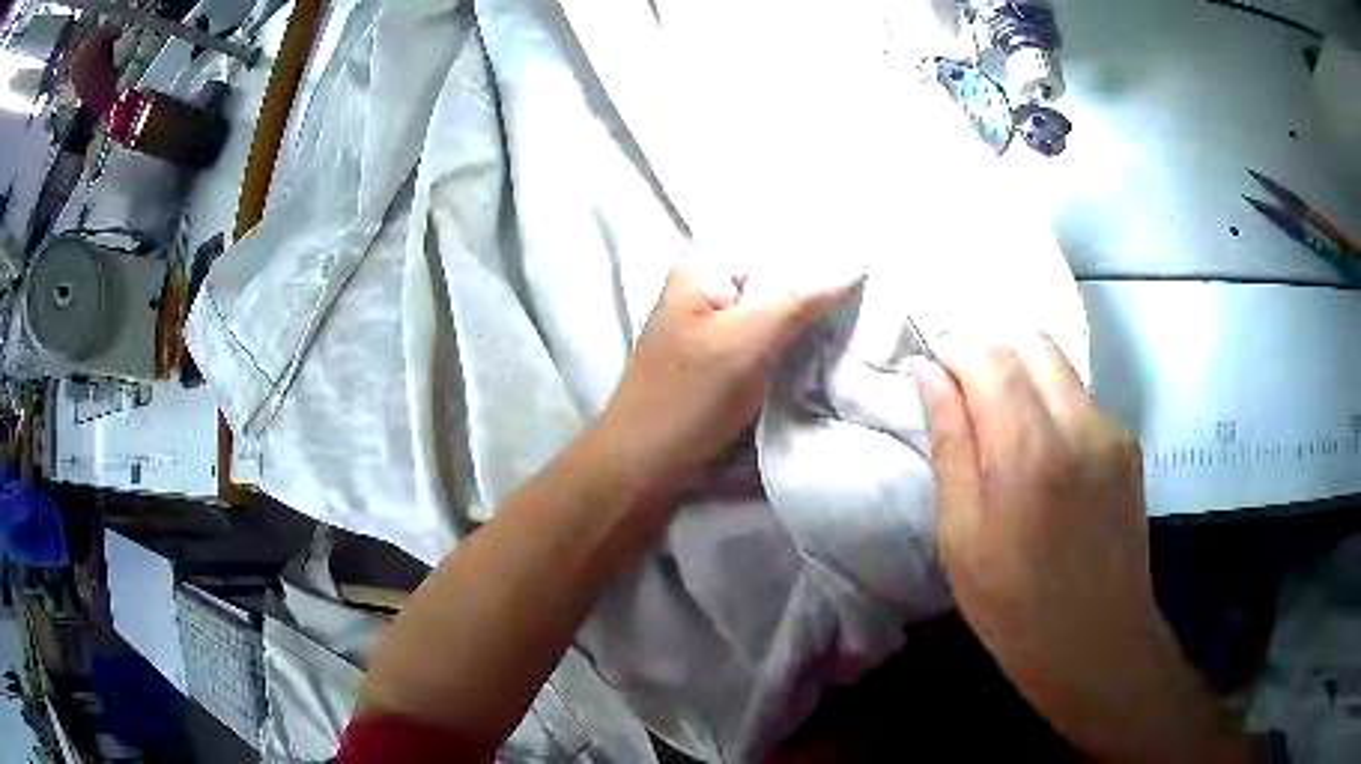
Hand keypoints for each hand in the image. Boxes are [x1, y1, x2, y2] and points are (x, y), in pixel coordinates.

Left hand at [599, 254, 851, 492]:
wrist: (645, 465)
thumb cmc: (687, 397)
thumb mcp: (746, 341)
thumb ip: (800, 298)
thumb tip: (856, 260)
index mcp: (705, 265)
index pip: (772, 232)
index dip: (820, 237)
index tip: (868, 247)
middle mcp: (712, 284)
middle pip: (778, 267)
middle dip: (823, 275)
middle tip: (876, 282)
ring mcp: (721, 322)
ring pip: (780, 303)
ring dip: (816, 309)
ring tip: (867, 307)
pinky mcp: (730, 356)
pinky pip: (775, 334)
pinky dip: (802, 336)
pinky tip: (835, 339)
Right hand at [914, 334, 1245, 762]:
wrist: (1098, 644)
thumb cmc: (1015, 608)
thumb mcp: (962, 538)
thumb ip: (950, 445)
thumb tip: (928, 372)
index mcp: (1030, 454)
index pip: (990, 357)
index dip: (955, 353)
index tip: (934, 375)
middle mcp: (1080, 425)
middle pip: (1030, 342)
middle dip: (989, 354)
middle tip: (965, 398)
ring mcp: (1112, 431)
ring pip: (1058, 364)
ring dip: (1021, 376)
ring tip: (1001, 428)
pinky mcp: (1128, 444)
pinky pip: (1080, 396)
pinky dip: (1050, 401)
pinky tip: (1041, 454)